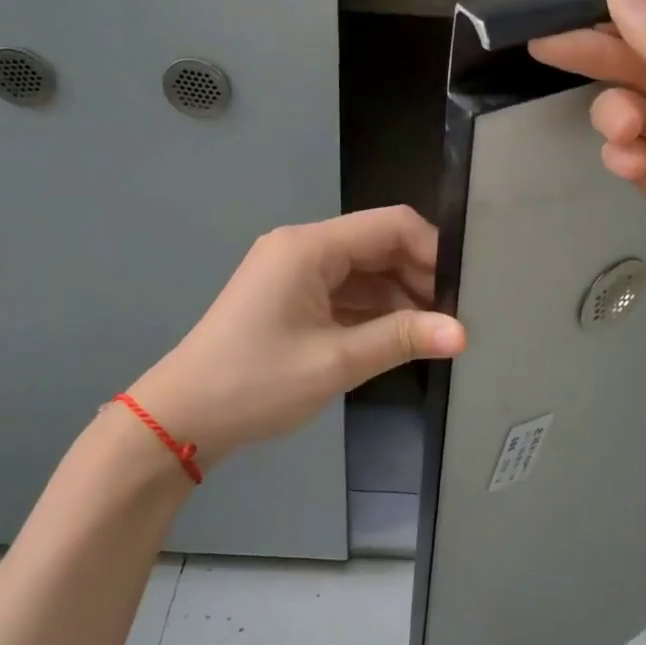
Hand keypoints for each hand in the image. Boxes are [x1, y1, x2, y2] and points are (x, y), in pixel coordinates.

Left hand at [128, 207, 465, 467]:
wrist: (181, 418)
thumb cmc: (256, 383)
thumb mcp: (336, 362)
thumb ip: (402, 339)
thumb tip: (463, 333)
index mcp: (310, 247)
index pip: (391, 225)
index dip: (434, 252)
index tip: (463, 291)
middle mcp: (302, 248)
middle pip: (378, 245)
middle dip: (419, 277)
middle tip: (454, 318)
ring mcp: (293, 273)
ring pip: (363, 271)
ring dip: (398, 297)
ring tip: (435, 333)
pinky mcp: (289, 297)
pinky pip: (343, 292)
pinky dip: (372, 311)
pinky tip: (399, 337)